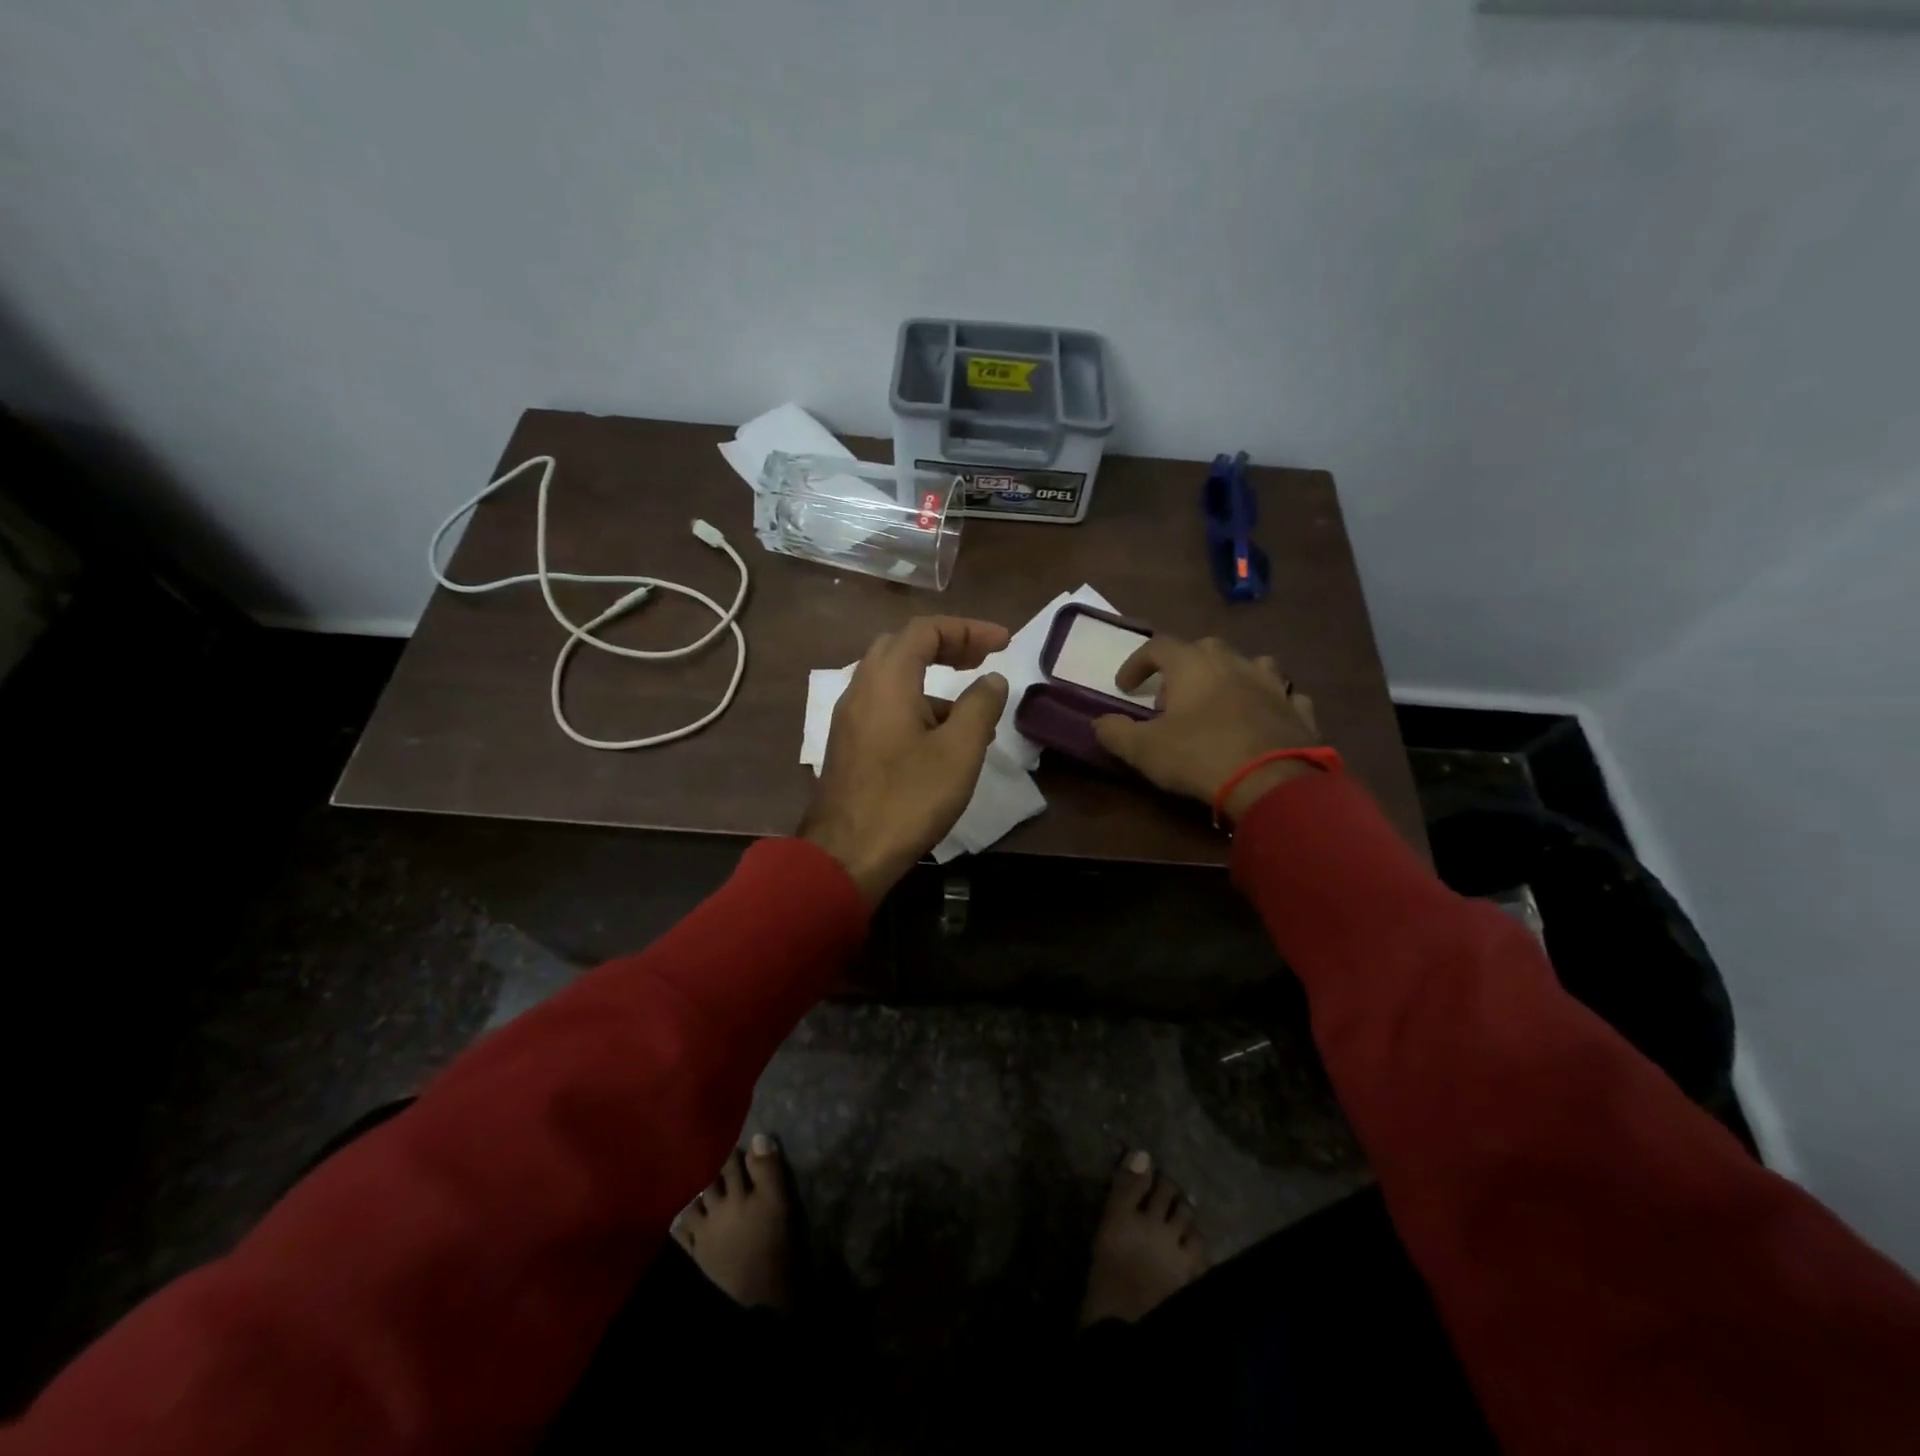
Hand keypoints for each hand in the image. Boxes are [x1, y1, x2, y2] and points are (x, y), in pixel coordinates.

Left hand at [799, 617, 1010, 903]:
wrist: (846, 853)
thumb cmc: (908, 798)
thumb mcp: (959, 752)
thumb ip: (980, 706)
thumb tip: (992, 680)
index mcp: (887, 680)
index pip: (926, 630)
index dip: (969, 629)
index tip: (1004, 643)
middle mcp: (862, 688)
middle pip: (904, 645)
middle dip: (948, 645)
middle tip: (983, 659)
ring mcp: (850, 717)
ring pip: (893, 677)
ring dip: (933, 678)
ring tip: (974, 708)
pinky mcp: (849, 743)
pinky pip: (885, 705)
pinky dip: (916, 703)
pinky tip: (942, 739)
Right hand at [1092, 635, 1323, 823]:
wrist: (1272, 782)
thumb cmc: (1199, 756)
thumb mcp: (1144, 750)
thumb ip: (1115, 733)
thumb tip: (1098, 723)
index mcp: (1192, 664)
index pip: (1157, 647)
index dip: (1137, 663)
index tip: (1125, 687)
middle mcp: (1233, 662)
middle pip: (1203, 649)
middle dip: (1183, 669)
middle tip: (1170, 700)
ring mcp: (1271, 683)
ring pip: (1248, 665)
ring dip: (1229, 677)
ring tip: (1218, 703)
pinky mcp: (1297, 709)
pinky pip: (1281, 695)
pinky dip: (1266, 702)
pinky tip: (1261, 719)